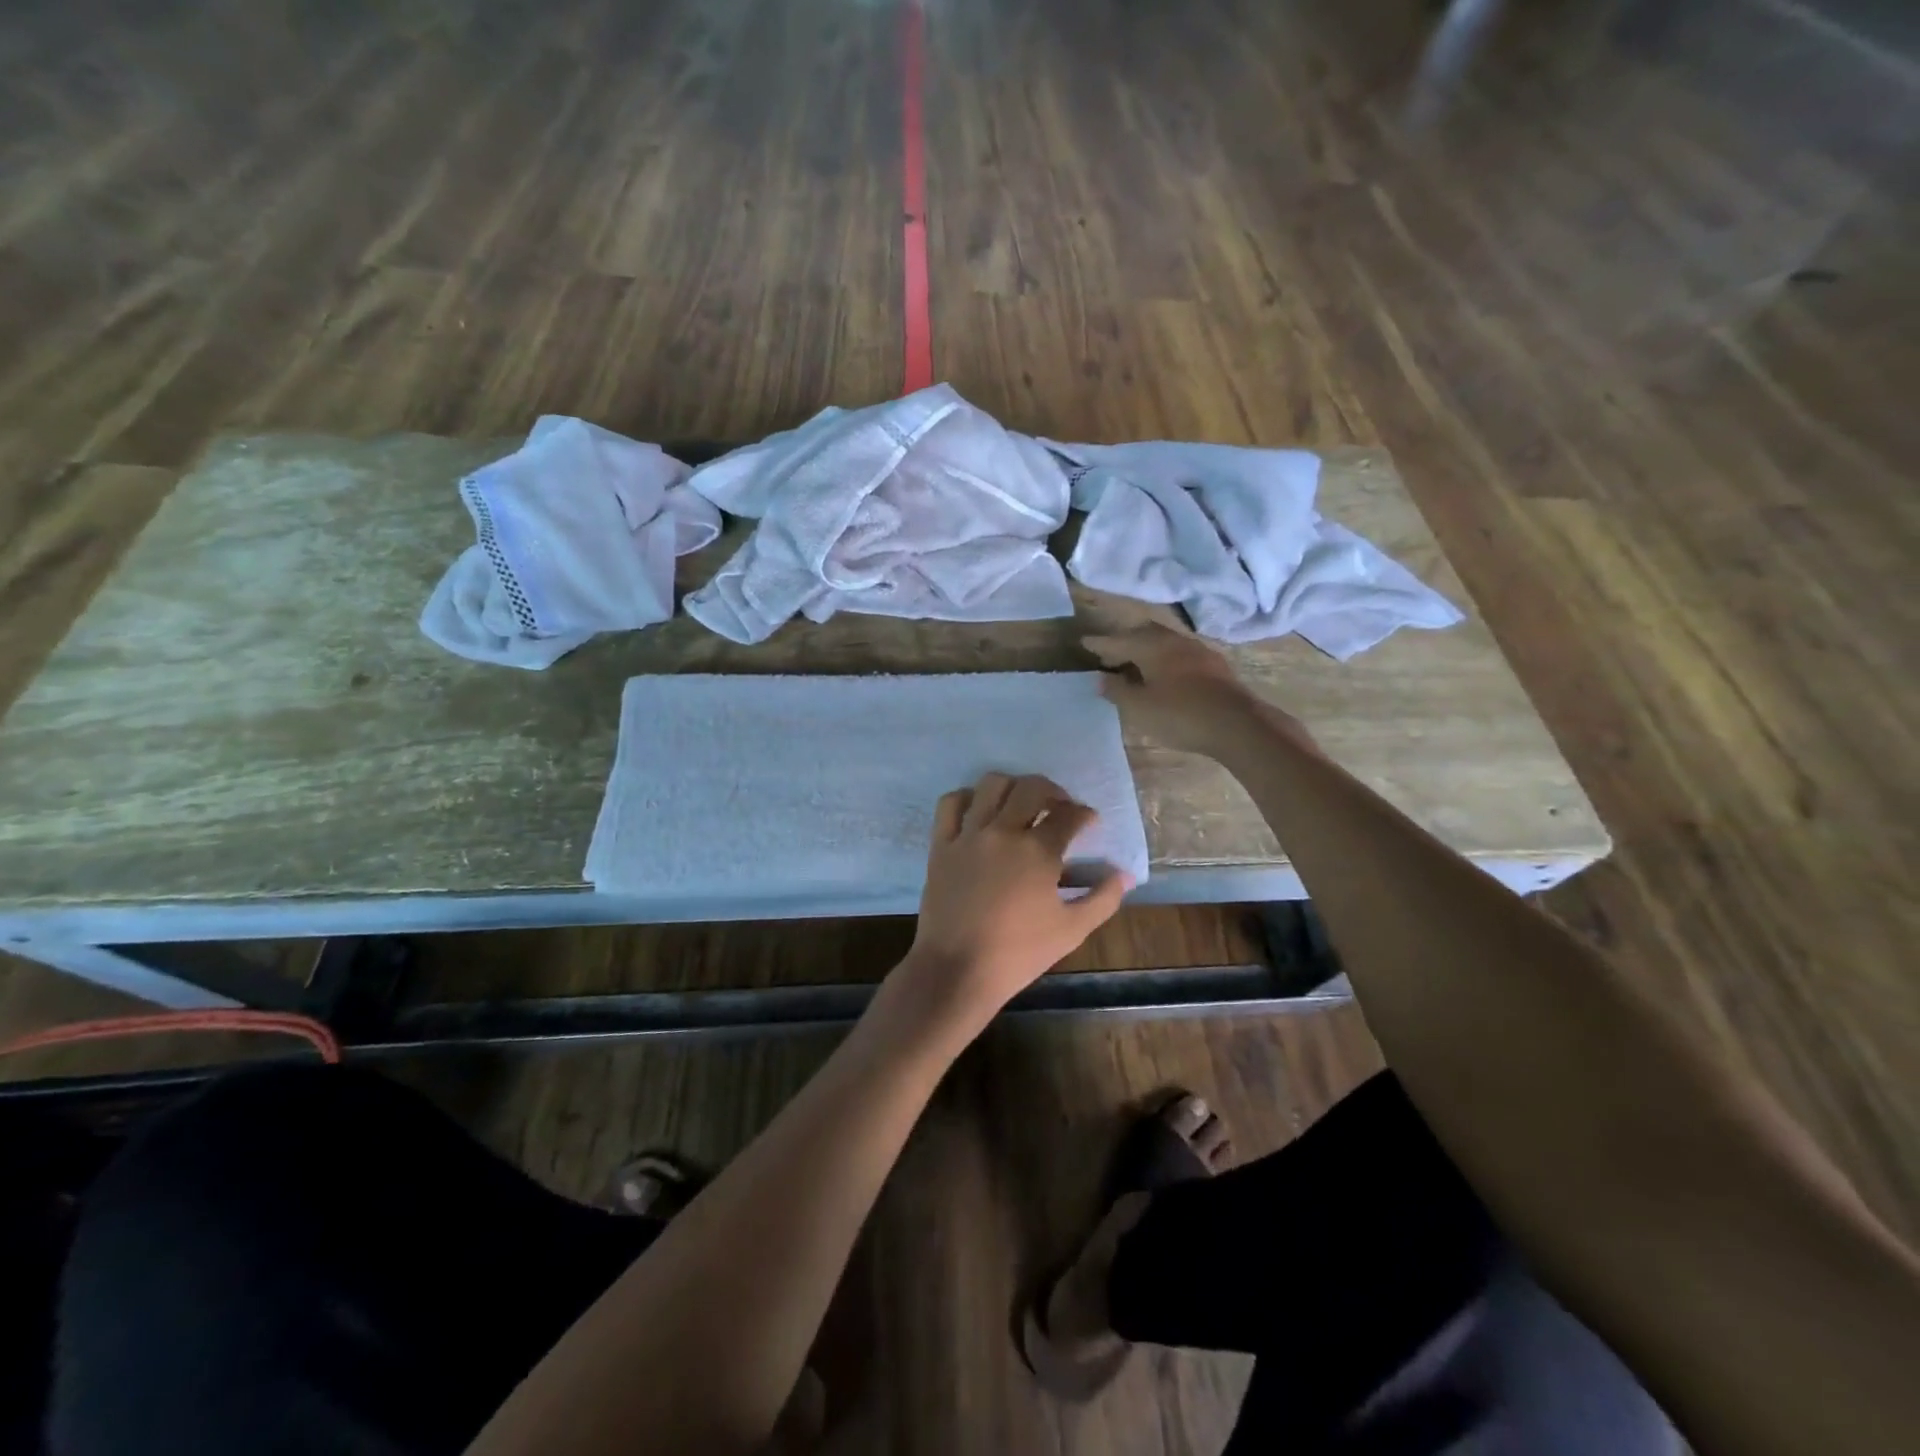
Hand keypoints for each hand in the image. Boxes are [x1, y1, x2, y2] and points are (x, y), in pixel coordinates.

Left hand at [898, 772, 1131, 1032]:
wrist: (957, 969)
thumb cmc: (1019, 953)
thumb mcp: (1072, 930)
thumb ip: (1103, 898)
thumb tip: (1125, 875)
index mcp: (1039, 852)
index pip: (1069, 815)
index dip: (1084, 814)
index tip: (1088, 822)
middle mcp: (1004, 832)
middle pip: (1032, 788)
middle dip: (1053, 791)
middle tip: (1059, 806)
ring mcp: (969, 835)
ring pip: (991, 785)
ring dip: (1013, 787)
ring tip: (1020, 803)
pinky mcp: (941, 844)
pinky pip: (951, 803)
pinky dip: (968, 797)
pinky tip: (980, 810)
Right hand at [1084, 625, 1314, 758]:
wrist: (1238, 725)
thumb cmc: (1181, 715)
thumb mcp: (1140, 708)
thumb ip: (1118, 691)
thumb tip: (1101, 678)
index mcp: (1153, 647)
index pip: (1119, 641)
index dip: (1100, 644)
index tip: (1084, 642)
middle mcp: (1175, 641)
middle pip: (1145, 633)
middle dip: (1125, 640)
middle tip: (1110, 651)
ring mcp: (1199, 651)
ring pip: (1166, 641)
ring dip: (1147, 648)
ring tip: (1136, 661)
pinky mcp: (1215, 666)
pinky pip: (1181, 653)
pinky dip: (1166, 658)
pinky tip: (1166, 672)